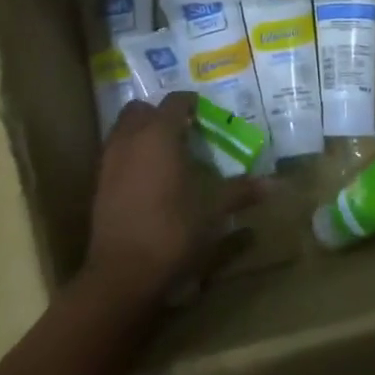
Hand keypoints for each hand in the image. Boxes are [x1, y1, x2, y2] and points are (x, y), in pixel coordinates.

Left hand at [84, 93, 254, 303]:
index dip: (190, 103)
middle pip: (141, 110)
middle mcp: (130, 139)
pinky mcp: (98, 183)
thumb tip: (275, 184)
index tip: (205, 112)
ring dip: (142, 132)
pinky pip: (115, 153)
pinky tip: (148, 177)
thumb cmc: (172, 232)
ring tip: (166, 152)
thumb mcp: (212, 211)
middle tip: (183, 130)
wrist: (122, 272)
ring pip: (124, 129)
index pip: (174, 102)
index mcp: (159, 135)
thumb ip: (240, 192)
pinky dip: (130, 154)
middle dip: (160, 114)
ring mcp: (109, 160)